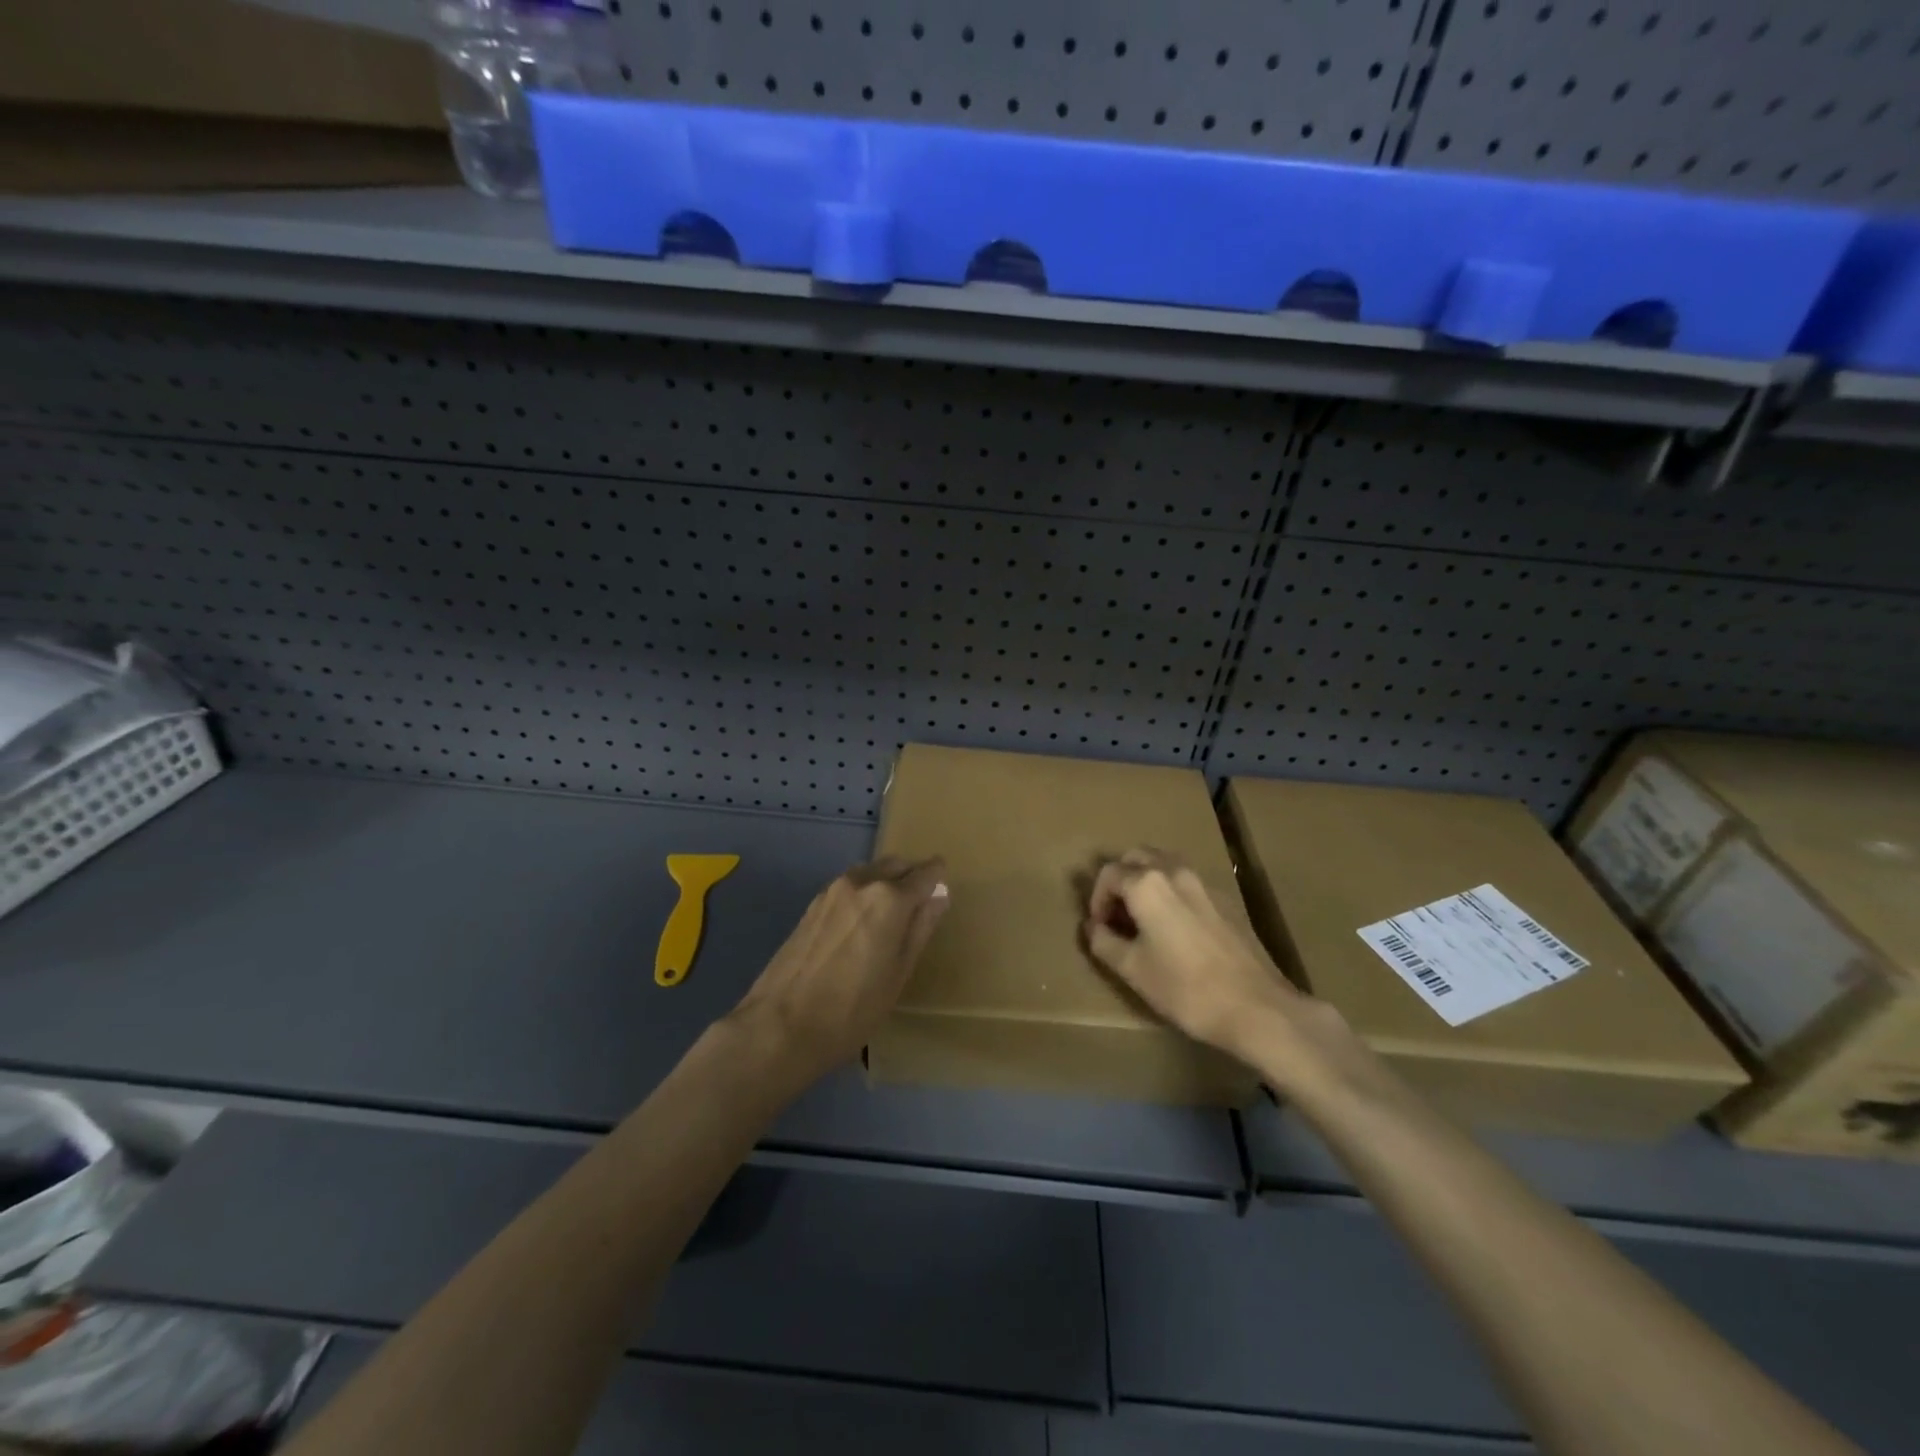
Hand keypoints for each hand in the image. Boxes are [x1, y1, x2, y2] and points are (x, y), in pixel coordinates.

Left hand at [728, 857, 949, 1086]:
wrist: (780, 1026)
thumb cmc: (852, 1008)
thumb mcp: (899, 973)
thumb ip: (921, 928)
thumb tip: (940, 895)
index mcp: (890, 898)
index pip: (925, 873)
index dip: (938, 879)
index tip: (943, 891)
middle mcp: (861, 882)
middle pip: (896, 865)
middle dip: (912, 876)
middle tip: (920, 906)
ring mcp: (832, 891)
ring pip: (870, 872)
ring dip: (886, 882)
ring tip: (891, 917)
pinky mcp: (812, 905)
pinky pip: (849, 886)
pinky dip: (863, 893)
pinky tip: (861, 924)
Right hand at [1083, 848, 1306, 1059]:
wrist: (1256, 1007)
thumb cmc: (1185, 988)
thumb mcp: (1133, 970)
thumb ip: (1104, 942)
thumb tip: (1093, 927)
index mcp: (1147, 884)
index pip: (1109, 874)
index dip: (1096, 899)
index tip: (1099, 927)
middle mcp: (1175, 871)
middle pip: (1137, 857)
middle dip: (1120, 880)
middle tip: (1117, 914)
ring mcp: (1204, 883)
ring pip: (1164, 864)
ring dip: (1146, 881)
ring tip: (1143, 918)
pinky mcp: (1226, 899)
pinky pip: (1187, 882)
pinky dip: (1170, 891)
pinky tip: (1175, 928)